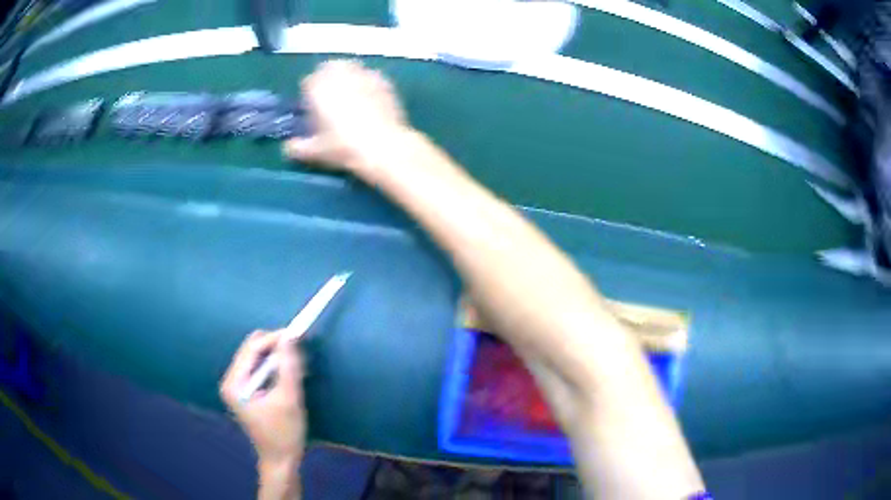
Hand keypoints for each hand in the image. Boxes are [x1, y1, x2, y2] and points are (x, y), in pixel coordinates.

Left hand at [220, 330, 306, 469]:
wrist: (281, 461)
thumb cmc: (284, 434)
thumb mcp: (289, 399)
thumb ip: (289, 366)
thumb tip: (290, 337)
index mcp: (235, 383)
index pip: (252, 348)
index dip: (275, 339)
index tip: (298, 333)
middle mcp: (231, 381)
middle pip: (252, 351)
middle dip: (275, 348)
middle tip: (299, 351)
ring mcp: (236, 387)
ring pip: (256, 359)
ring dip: (276, 359)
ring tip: (296, 366)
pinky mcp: (245, 392)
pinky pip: (259, 370)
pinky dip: (274, 368)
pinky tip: (287, 376)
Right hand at [283, 59, 410, 177]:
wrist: (383, 146)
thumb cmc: (343, 147)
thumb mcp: (315, 152)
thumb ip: (297, 148)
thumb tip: (289, 147)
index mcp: (319, 88)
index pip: (308, 81)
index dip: (309, 93)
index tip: (312, 106)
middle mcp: (340, 75)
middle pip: (330, 67)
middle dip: (328, 77)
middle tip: (331, 95)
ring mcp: (364, 75)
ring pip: (352, 67)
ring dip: (348, 76)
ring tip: (351, 94)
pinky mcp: (385, 82)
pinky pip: (372, 76)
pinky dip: (368, 82)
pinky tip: (370, 98)